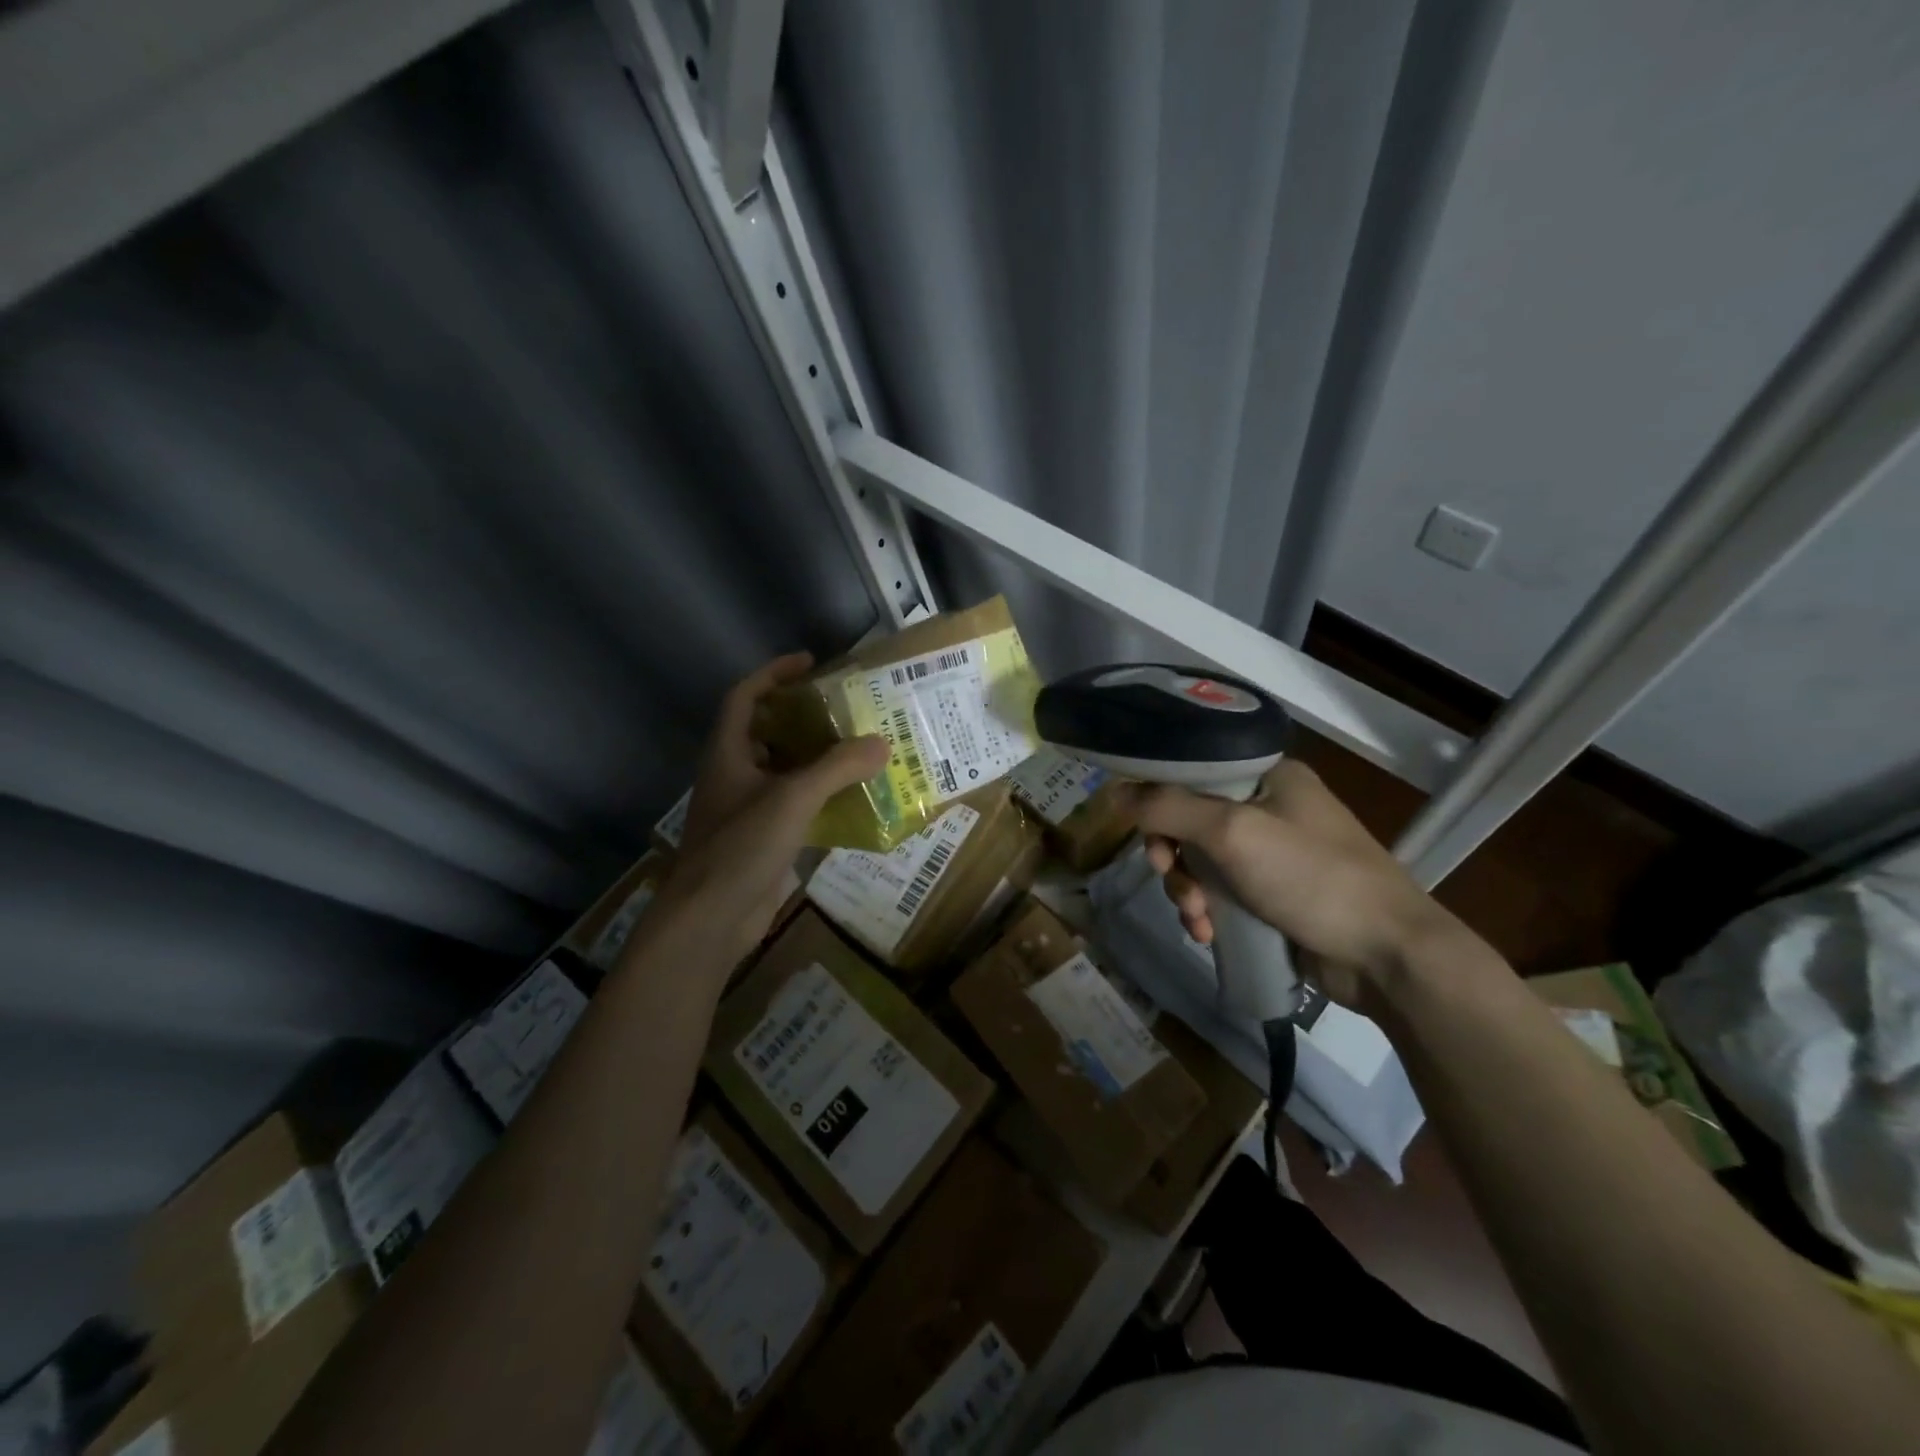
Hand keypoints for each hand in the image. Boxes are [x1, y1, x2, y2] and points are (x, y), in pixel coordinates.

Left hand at [664, 653, 887, 948]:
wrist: (711, 919)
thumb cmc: (741, 846)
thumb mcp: (793, 798)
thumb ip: (837, 768)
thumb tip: (882, 744)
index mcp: (728, 754)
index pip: (745, 698)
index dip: (773, 674)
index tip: (809, 663)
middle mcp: (735, 775)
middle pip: (768, 733)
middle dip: (804, 718)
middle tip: (846, 710)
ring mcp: (747, 810)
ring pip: (785, 772)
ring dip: (818, 760)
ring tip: (859, 750)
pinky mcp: (763, 840)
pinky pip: (797, 807)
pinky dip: (822, 799)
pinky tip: (855, 801)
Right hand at [1115, 761, 1454, 1008]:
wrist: (1387, 955)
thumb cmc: (1312, 878)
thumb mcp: (1233, 832)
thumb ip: (1169, 807)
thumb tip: (1116, 792)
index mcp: (1267, 775)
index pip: (1191, 768)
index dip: (1158, 795)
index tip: (1143, 829)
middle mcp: (1268, 805)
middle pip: (1190, 818)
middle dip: (1174, 855)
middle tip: (1171, 875)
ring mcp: (1272, 852)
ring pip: (1201, 860)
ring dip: (1187, 889)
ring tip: (1197, 919)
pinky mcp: (1273, 893)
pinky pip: (1220, 891)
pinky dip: (1207, 910)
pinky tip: (1208, 934)